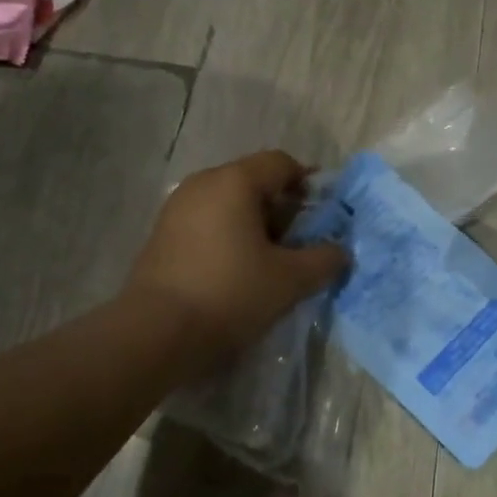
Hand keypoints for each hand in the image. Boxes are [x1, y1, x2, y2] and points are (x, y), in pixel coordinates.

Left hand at [123, 151, 347, 370]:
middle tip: (299, 243)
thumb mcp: (290, 279)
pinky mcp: (162, 234)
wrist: (156, 332)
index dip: (308, 183)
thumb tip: (340, 251)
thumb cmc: (230, 293)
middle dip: (282, 208)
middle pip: (254, 181)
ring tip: (270, 261)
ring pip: (229, 203)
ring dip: (255, 225)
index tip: (323, 215)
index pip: (281, 163)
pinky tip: (237, 271)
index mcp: (234, 181)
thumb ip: (324, 259)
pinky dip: (229, 236)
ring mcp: (177, 208)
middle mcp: (203, 183)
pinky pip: (207, 222)